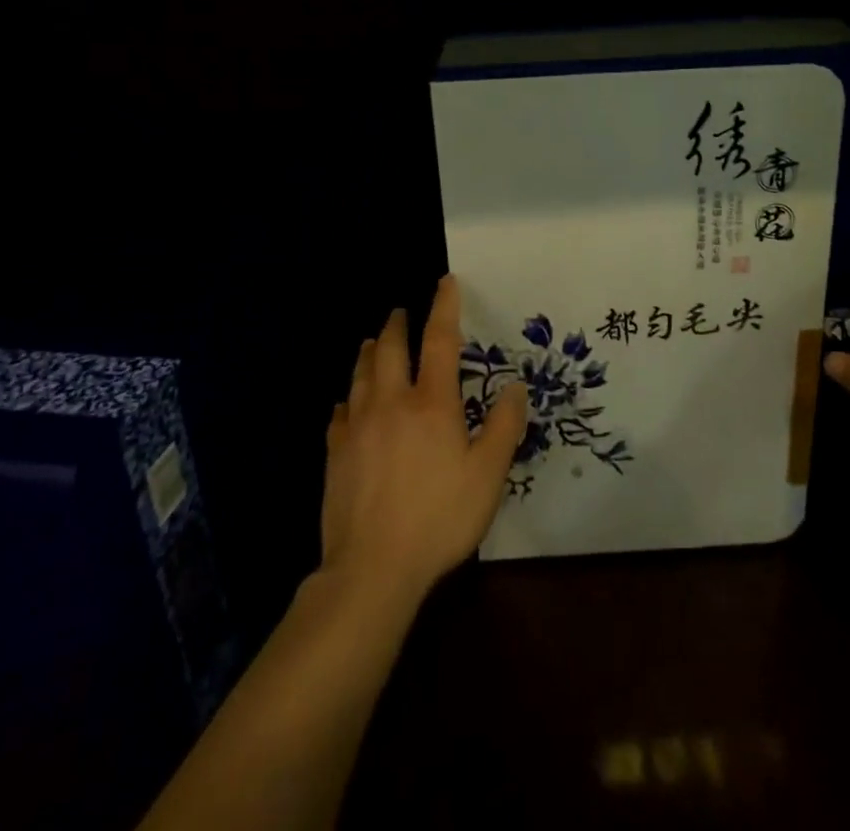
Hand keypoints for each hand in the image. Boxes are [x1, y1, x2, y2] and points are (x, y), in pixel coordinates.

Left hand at [320, 274, 528, 606]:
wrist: (372, 567)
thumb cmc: (439, 518)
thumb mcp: (488, 476)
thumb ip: (503, 427)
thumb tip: (515, 386)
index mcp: (432, 403)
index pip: (440, 341)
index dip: (443, 307)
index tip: (444, 281)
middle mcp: (391, 403)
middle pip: (390, 349)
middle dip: (396, 324)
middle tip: (399, 312)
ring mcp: (358, 426)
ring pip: (360, 374)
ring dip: (369, 353)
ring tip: (372, 342)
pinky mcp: (335, 452)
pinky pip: (340, 412)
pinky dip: (348, 398)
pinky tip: (348, 403)